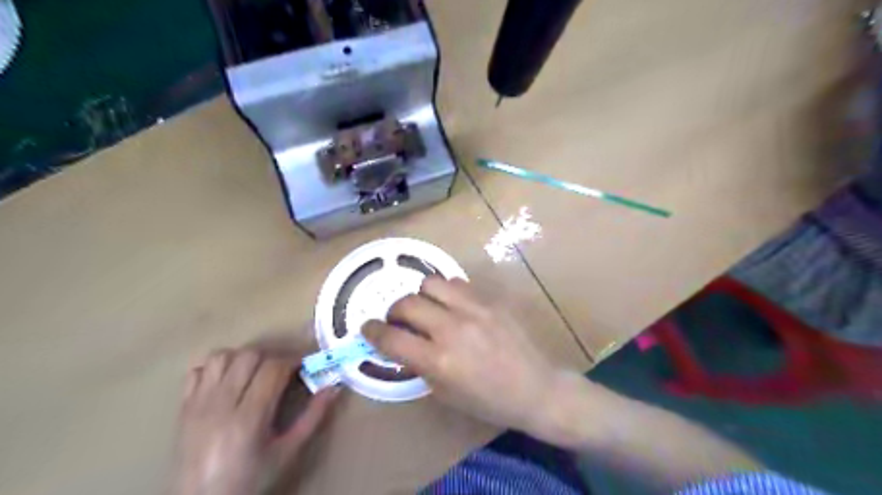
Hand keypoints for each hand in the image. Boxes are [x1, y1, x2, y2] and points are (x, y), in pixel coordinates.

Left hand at [171, 348, 337, 494]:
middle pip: (249, 356)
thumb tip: (334, 387)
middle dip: (272, 357)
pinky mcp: (183, 406)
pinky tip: (229, 380)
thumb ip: (313, 417)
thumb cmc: (251, 479)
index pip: (273, 368)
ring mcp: (198, 404)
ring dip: (244, 357)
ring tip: (256, 372)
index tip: (304, 365)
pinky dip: (216, 367)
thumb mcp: (288, 451)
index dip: (293, 360)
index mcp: (248, 419)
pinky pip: (198, 369)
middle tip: (284, 370)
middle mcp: (220, 405)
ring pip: (222, 356)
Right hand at [361, 276, 560, 433]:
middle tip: (399, 320)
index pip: (391, 338)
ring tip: (427, 308)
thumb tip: (403, 345)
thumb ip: (420, 365)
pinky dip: (446, 292)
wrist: (536, 388)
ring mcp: (474, 310)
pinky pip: (458, 284)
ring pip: (431, 282)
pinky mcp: (490, 300)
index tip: (367, 327)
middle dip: (394, 311)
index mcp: (439, 360)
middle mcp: (453, 328)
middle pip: (407, 303)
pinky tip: (452, 305)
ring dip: (420, 295)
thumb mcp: (446, 393)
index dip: (372, 331)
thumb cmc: (489, 400)